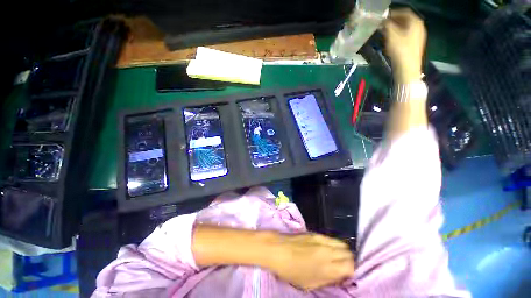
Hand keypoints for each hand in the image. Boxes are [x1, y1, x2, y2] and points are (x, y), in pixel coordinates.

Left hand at [267, 233, 354, 290]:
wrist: (278, 249)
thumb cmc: (291, 271)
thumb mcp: (310, 284)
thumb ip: (328, 279)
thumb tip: (339, 276)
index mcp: (328, 267)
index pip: (351, 265)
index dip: (351, 271)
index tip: (346, 274)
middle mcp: (328, 251)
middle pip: (348, 252)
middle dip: (348, 260)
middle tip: (341, 266)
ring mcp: (322, 239)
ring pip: (341, 243)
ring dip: (342, 251)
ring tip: (335, 257)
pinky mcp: (315, 233)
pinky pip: (331, 238)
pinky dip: (333, 244)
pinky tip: (327, 249)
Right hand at [383, 8, 426, 82]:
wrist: (408, 68)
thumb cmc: (400, 50)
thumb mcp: (391, 36)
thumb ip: (387, 26)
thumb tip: (382, 21)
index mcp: (415, 22)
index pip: (404, 12)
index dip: (393, 13)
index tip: (383, 17)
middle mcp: (419, 27)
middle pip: (406, 19)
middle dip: (394, 21)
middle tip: (383, 25)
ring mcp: (418, 36)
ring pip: (406, 28)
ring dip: (395, 28)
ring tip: (386, 33)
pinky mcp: (415, 44)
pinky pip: (406, 35)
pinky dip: (399, 35)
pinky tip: (392, 41)